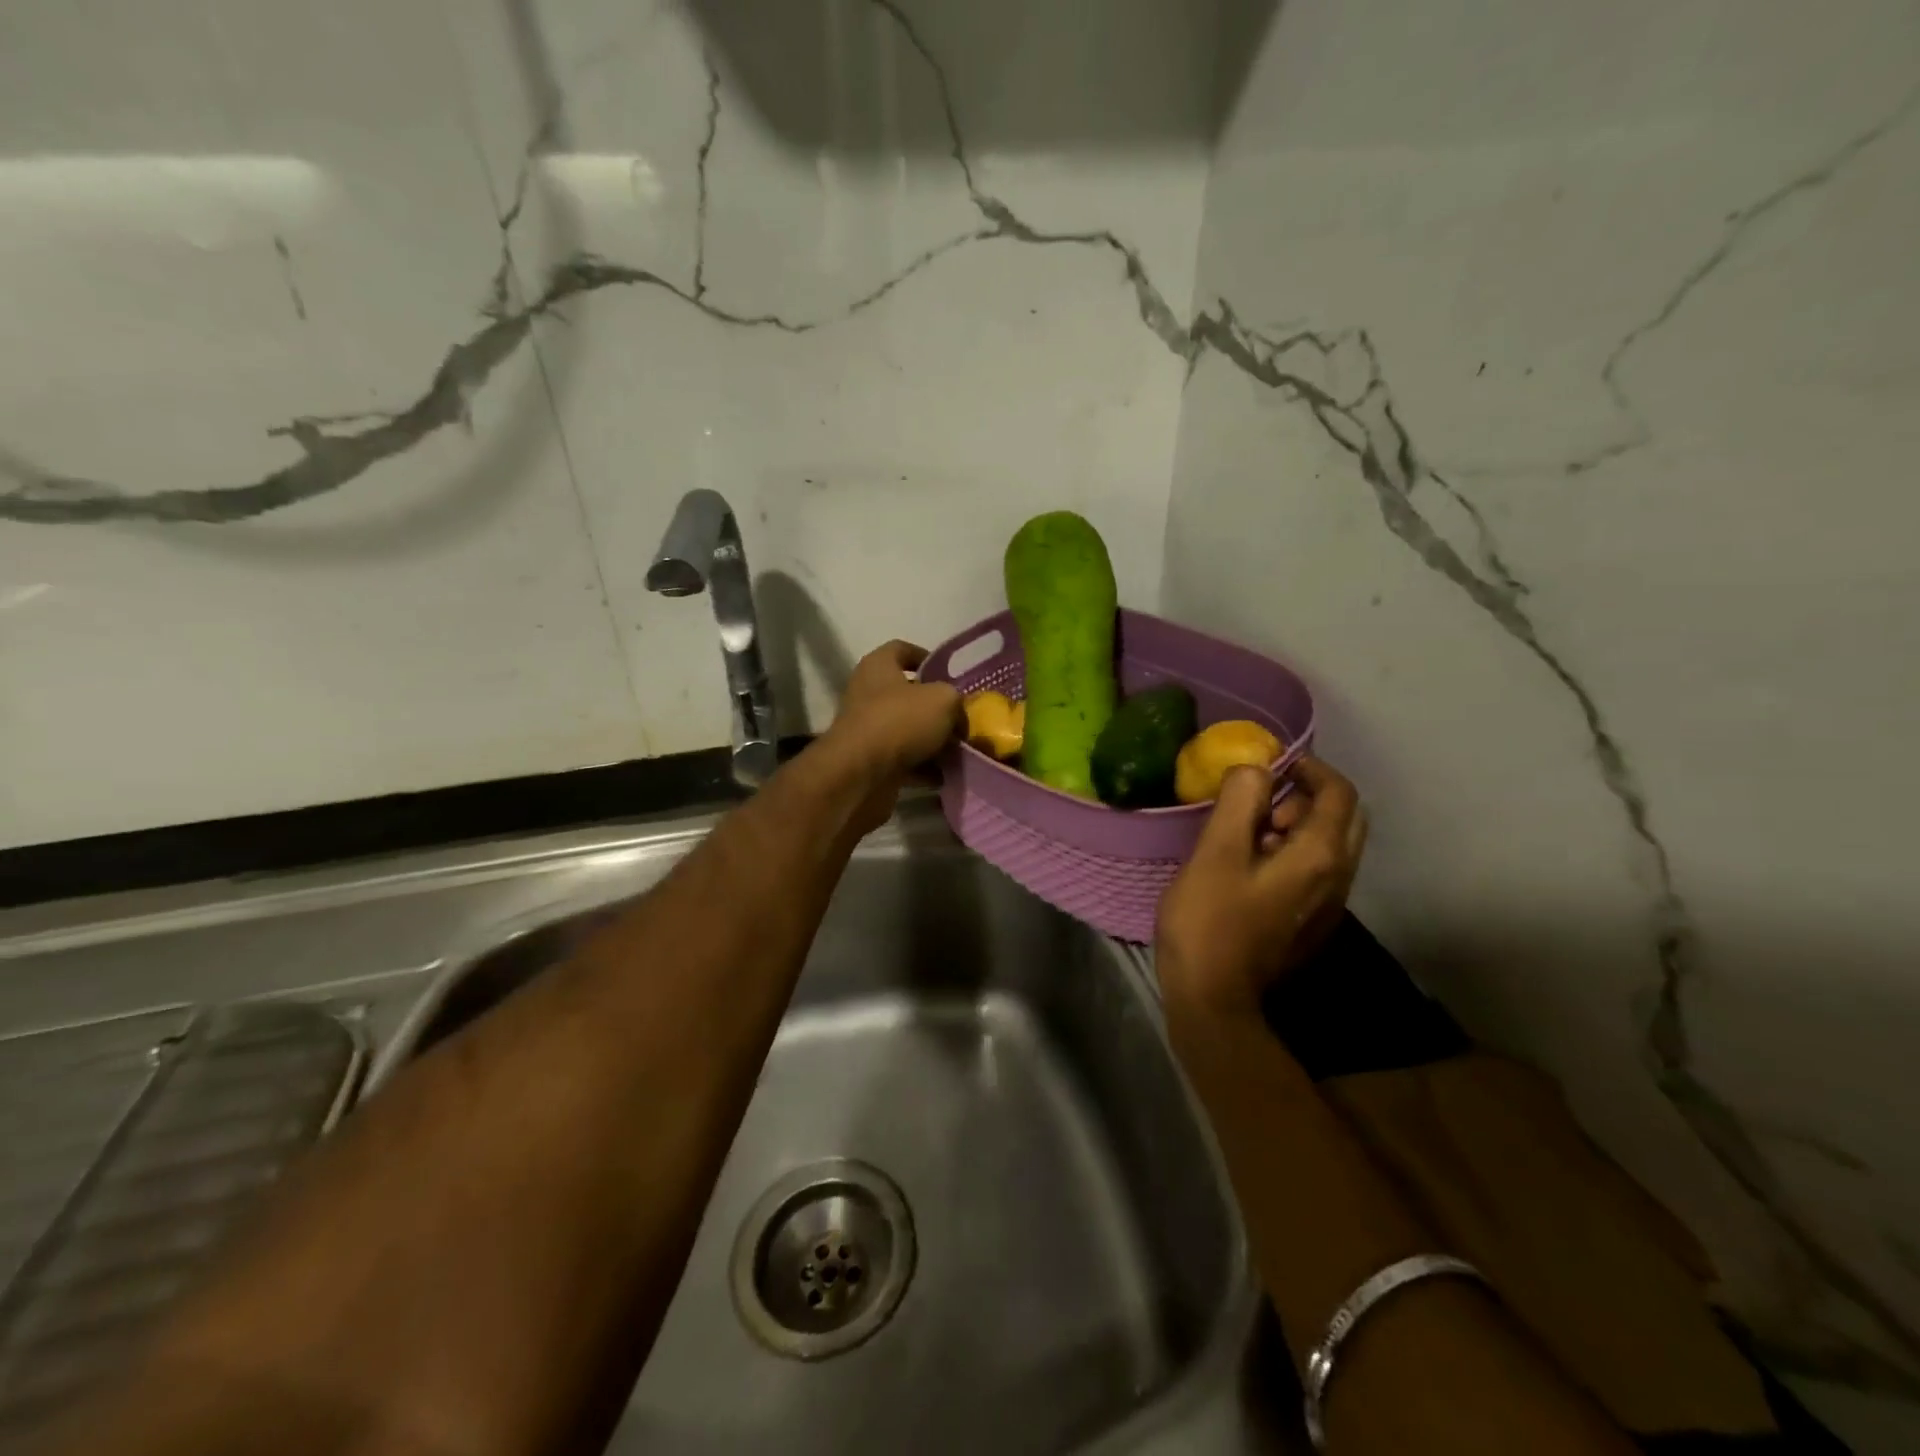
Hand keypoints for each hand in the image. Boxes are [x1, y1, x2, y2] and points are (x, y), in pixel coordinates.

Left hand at [818, 640, 964, 831]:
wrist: (861, 775)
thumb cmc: (900, 721)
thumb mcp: (943, 700)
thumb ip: (956, 701)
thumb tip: (958, 718)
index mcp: (878, 667)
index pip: (901, 649)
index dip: (926, 657)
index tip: (949, 673)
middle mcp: (868, 694)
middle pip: (907, 695)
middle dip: (936, 708)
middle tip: (962, 718)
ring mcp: (867, 730)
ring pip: (908, 731)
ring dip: (933, 741)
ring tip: (960, 750)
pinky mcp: (870, 762)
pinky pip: (904, 761)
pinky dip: (923, 768)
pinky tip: (946, 775)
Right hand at [1155, 756, 1368, 1021]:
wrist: (1213, 998)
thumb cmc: (1208, 921)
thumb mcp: (1215, 853)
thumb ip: (1240, 802)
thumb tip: (1256, 769)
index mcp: (1319, 857)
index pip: (1338, 793)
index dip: (1309, 767)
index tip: (1271, 763)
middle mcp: (1337, 878)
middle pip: (1344, 818)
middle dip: (1308, 796)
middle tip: (1261, 801)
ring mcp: (1328, 905)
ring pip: (1331, 845)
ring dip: (1298, 825)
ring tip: (1248, 832)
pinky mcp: (1311, 923)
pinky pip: (1317, 870)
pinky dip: (1294, 851)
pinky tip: (1251, 867)